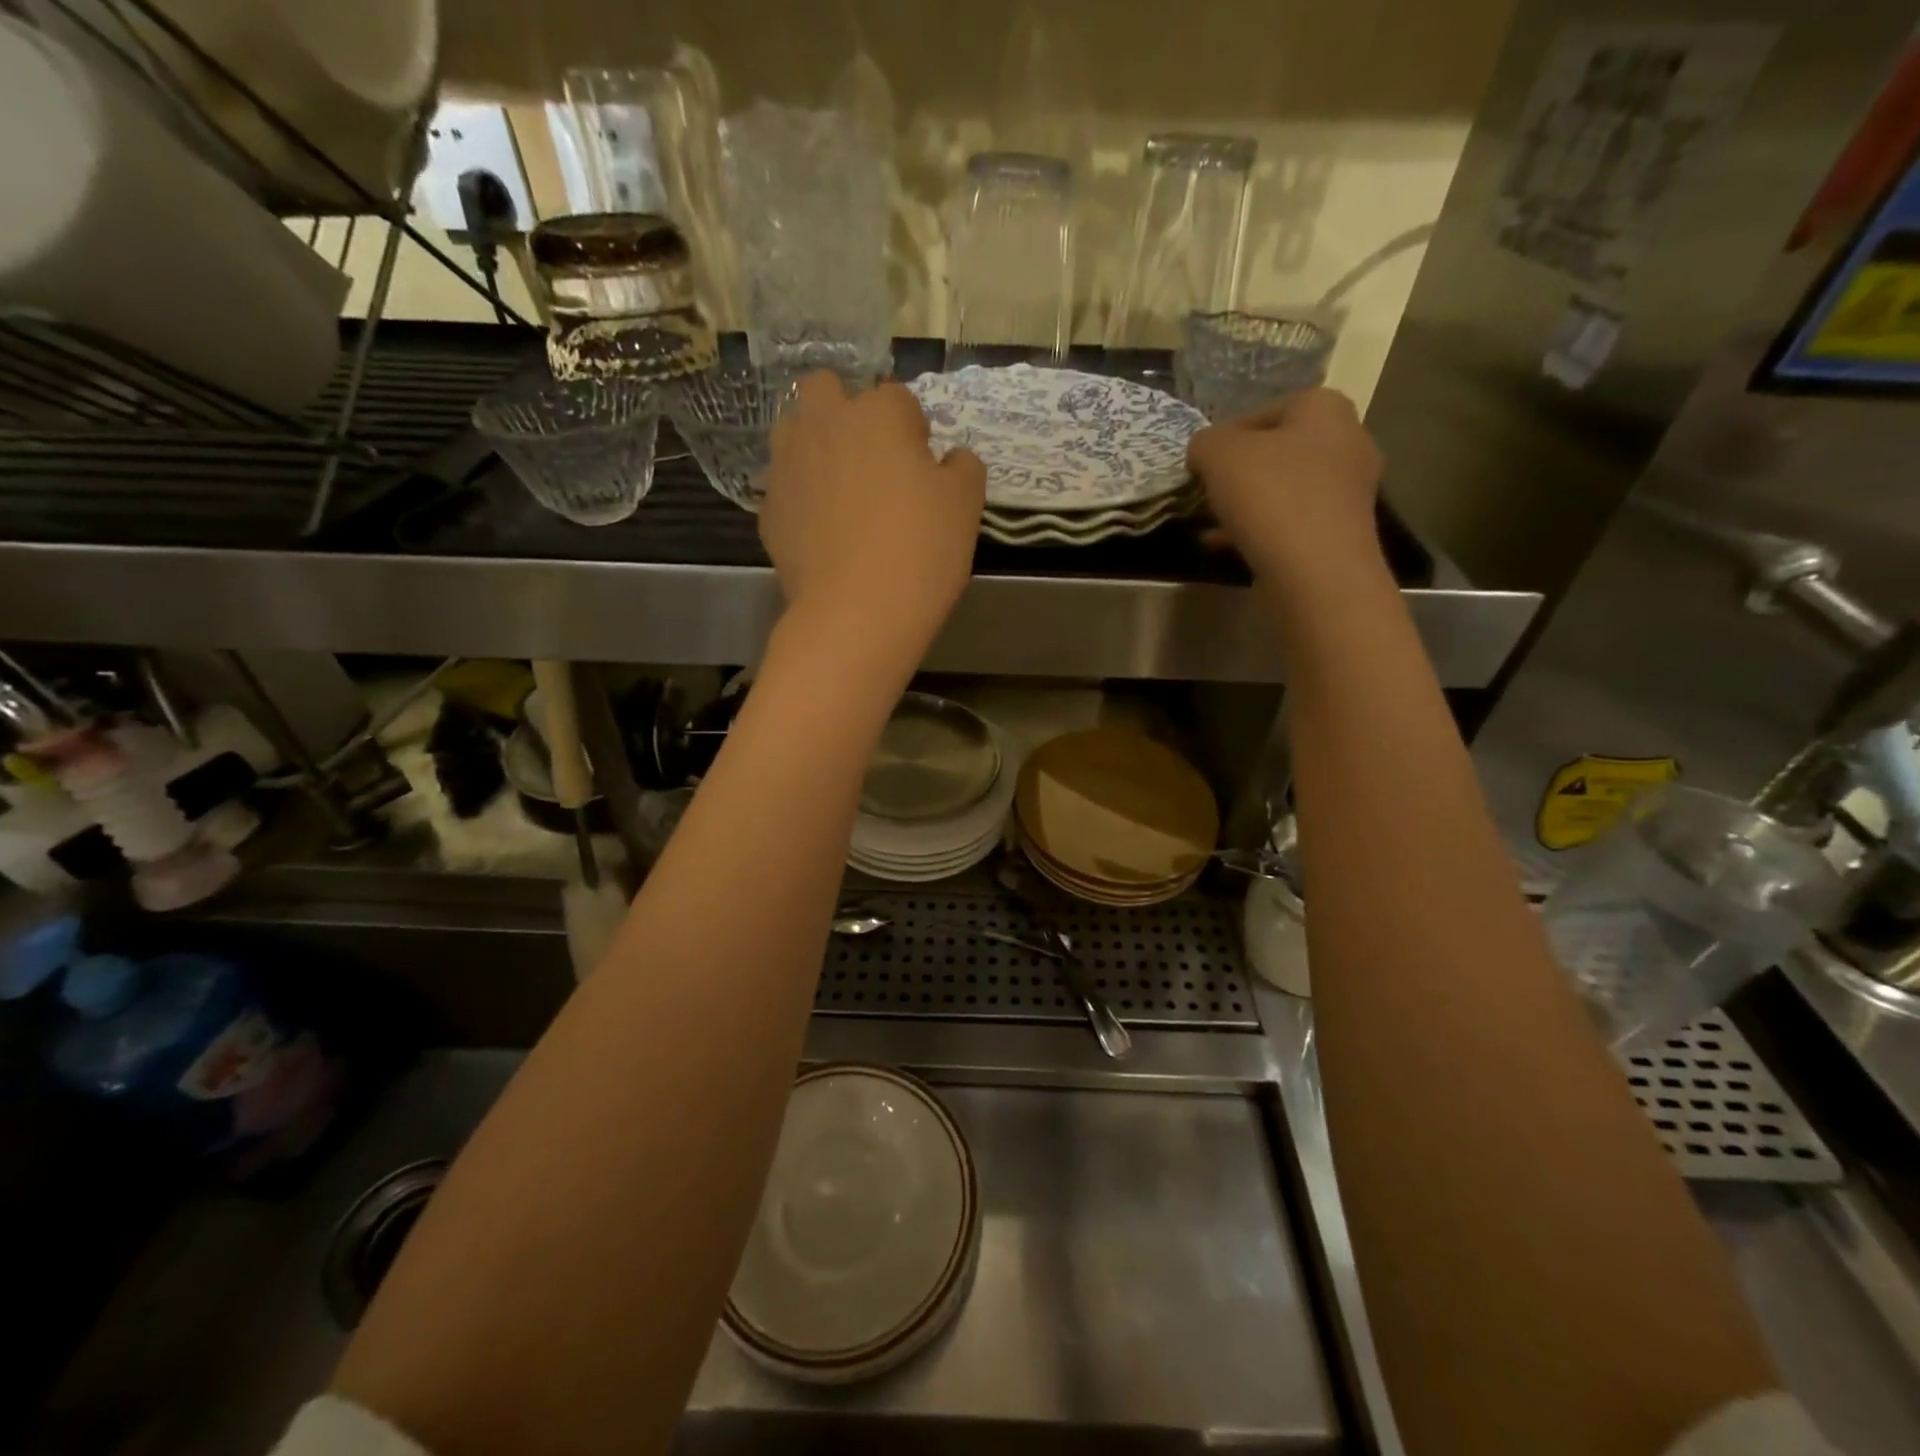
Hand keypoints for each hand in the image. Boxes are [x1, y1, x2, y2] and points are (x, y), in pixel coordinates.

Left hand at [760, 372, 985, 670]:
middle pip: (826, 389)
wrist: (856, 615)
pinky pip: (786, 486)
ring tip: (840, 490)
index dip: (914, 432)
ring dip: (816, 444)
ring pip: (795, 430)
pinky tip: (822, 532)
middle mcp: (824, 424)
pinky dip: (802, 497)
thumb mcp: (966, 505)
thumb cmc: (920, 551)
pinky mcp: (768, 508)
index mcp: (877, 414)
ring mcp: (787, 465)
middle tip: (872, 460)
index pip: (898, 399)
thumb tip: (950, 459)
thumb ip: (963, 467)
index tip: (922, 468)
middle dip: (847, 412)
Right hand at [1188, 388, 1384, 589]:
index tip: (1200, 466)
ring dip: (1247, 506)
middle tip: (1207, 494)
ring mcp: (1348, 491)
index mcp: (1324, 408)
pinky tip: (1228, 548)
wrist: (1315, 571)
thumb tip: (1205, 452)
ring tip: (1212, 526)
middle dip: (1238, 473)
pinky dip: (1260, 531)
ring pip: (1283, 490)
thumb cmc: (1270, 496)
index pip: (1263, 411)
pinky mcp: (1341, 533)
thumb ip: (1205, 443)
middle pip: (1276, 452)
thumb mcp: (1217, 453)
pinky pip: (1291, 523)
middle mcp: (1347, 441)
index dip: (1224, 437)